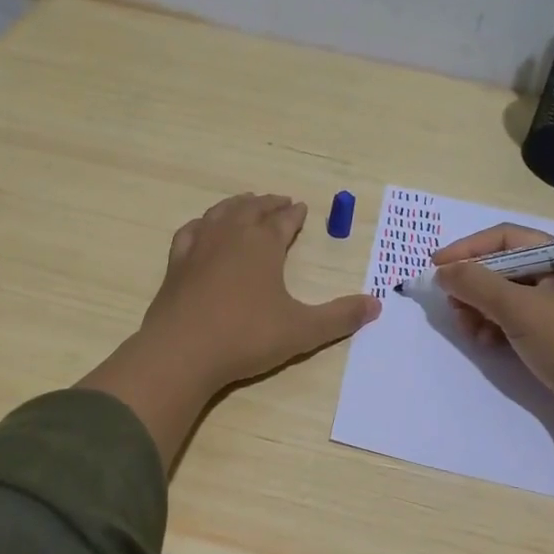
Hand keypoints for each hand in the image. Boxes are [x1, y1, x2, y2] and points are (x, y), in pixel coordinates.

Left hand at [80, 195, 379, 465]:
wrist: (182, 352)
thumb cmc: (246, 337)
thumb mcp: (302, 330)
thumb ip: (340, 317)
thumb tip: (377, 304)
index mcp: (263, 244)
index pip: (283, 221)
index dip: (295, 214)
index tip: (302, 208)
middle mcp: (231, 236)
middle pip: (252, 209)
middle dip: (269, 204)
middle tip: (280, 200)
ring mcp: (199, 247)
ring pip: (221, 213)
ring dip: (237, 205)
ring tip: (246, 203)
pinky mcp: (176, 264)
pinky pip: (190, 231)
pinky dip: (202, 224)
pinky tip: (202, 228)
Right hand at [432, 223, 553, 432]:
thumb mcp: (520, 309)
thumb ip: (477, 285)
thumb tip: (442, 271)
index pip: (506, 238)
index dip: (468, 249)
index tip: (436, 268)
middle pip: (504, 267)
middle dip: (473, 285)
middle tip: (452, 306)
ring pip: (507, 296)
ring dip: (481, 309)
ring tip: (469, 330)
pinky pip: (517, 320)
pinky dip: (496, 326)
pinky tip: (487, 343)